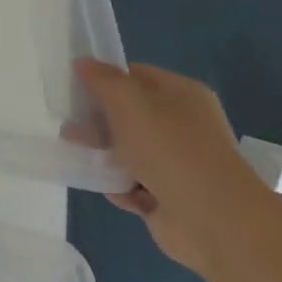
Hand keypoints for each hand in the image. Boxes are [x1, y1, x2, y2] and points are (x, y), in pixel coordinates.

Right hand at [73, 59, 278, 277]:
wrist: (212, 219)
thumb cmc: (169, 149)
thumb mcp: (128, 102)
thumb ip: (103, 80)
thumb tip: (83, 62)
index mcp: (181, 95)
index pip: (135, 76)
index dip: (104, 79)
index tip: (74, 89)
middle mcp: (182, 126)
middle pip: (129, 115)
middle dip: (97, 121)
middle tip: (69, 128)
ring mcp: (177, 162)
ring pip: (128, 151)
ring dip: (104, 155)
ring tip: (80, 157)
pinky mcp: (168, 196)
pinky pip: (133, 183)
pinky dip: (120, 186)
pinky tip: (113, 189)